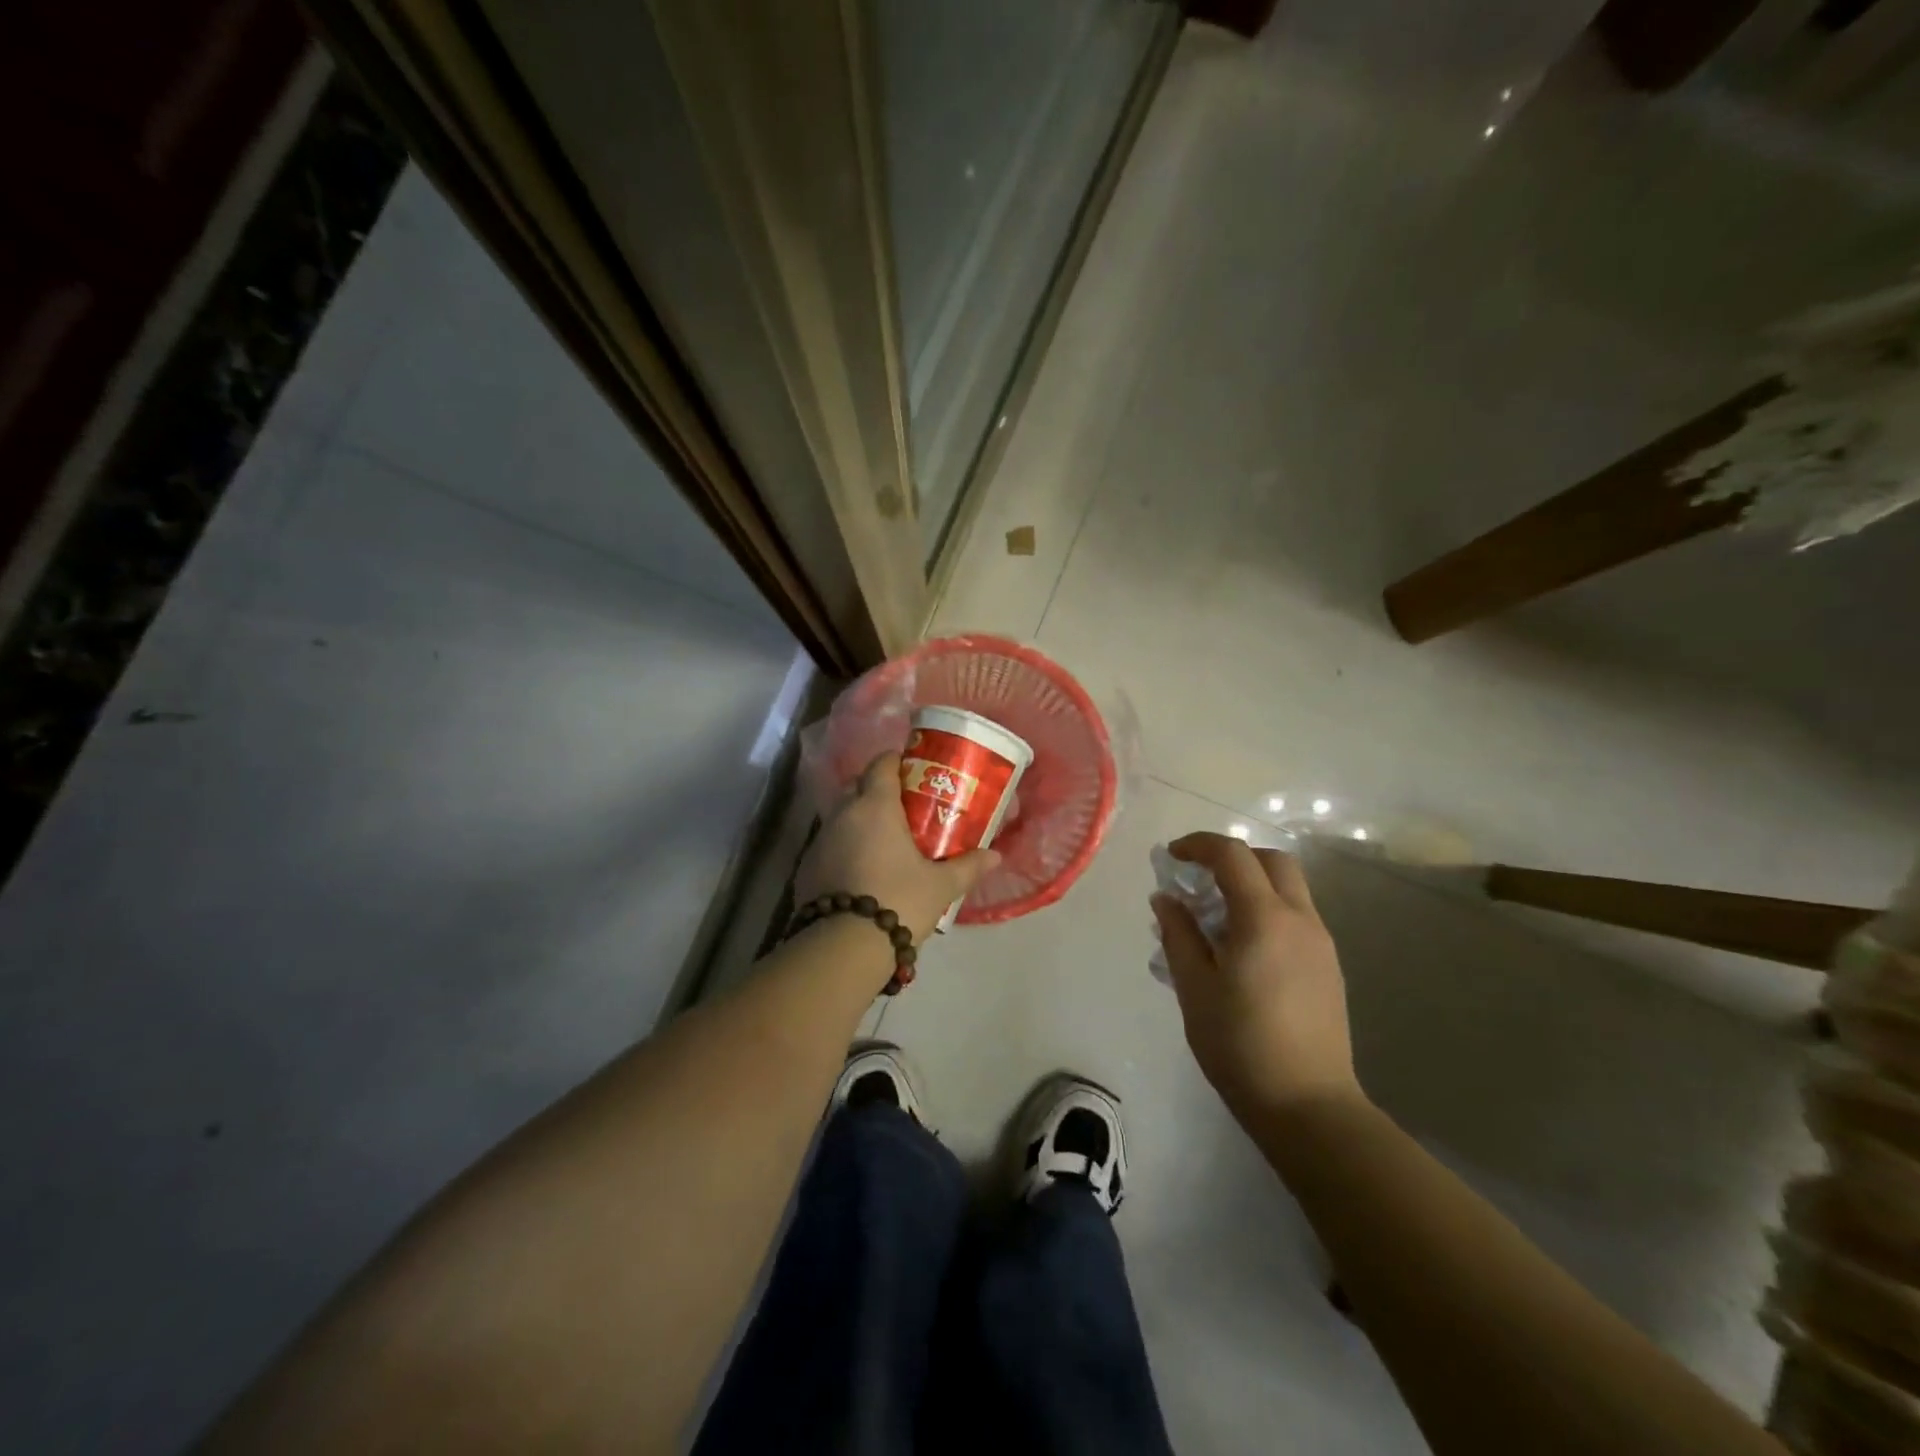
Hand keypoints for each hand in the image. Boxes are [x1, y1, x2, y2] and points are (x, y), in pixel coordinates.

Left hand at [796, 752, 1000, 944]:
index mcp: (875, 806)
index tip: (913, 772)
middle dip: (878, 791)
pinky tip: (862, 870)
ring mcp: (820, 840)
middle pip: (858, 787)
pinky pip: (830, 844)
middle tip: (905, 809)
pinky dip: (845, 848)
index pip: (881, 764)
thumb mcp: (941, 886)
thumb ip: (968, 866)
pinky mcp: (807, 866)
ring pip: (842, 817)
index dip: (896, 762)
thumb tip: (995, 856)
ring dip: (860, 821)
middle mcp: (844, 814)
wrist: (845, 946)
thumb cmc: (899, 901)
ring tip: (885, 842)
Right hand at [1152, 832, 1362, 1121]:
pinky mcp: (1328, 967)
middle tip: (1200, 879)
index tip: (1172, 857)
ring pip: (1289, 888)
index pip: (1233, 855)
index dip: (1199, 845)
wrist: (1308, 1105)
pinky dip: (1266, 910)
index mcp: (1264, 919)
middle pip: (1272, 860)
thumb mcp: (1194, 987)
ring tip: (1215, 918)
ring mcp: (1321, 943)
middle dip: (1233, 857)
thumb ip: (1178, 934)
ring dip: (1252, 884)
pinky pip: (1296, 917)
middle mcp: (1300, 920)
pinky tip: (1242, 949)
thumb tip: (1166, 898)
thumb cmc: (1240, 1044)